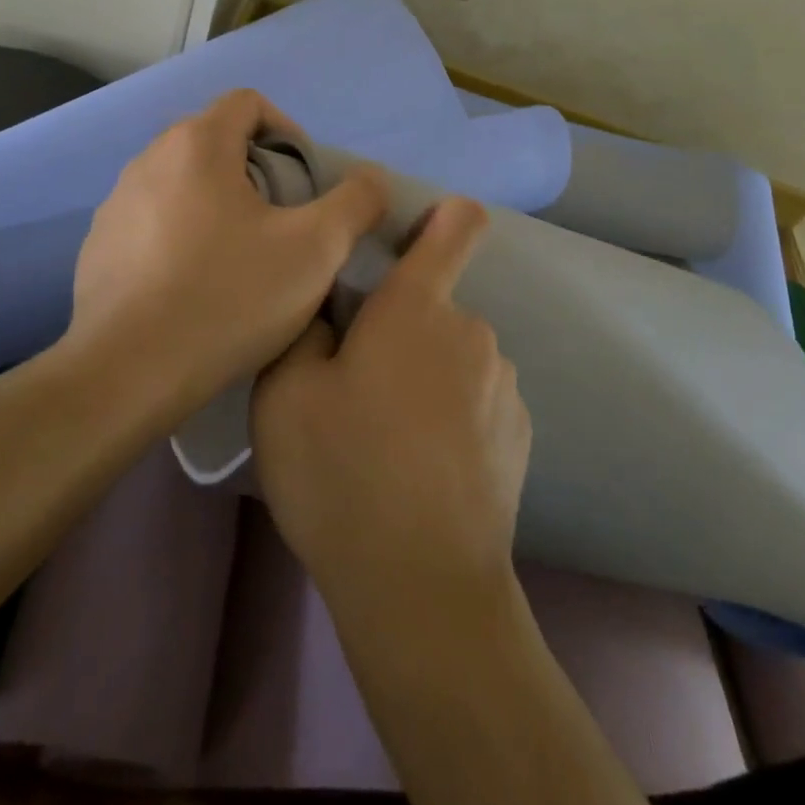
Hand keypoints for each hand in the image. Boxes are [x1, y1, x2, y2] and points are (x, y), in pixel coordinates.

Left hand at [65, 89, 387, 421]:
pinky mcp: (98, 246)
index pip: (249, 103)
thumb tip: (371, 180)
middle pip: (216, 142)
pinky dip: (182, 237)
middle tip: (283, 224)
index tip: (305, 183)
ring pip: (184, 184)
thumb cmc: (227, 298)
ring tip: (243, 260)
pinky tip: (197, 289)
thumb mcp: (315, 249)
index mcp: (197, 143)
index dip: (288, 131)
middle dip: (258, 173)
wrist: (125, 375)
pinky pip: (153, 222)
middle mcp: (148, 159)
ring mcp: (116, 204)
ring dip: (219, 206)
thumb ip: (356, 202)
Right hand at [251, 198, 531, 610]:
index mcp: (416, 308)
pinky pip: (476, 399)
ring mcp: (504, 385)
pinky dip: (451, 416)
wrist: (423, 589)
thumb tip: (332, 312)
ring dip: (423, 376)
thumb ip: (305, 328)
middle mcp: (471, 332)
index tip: (410, 235)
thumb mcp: (284, 394)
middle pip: (431, 306)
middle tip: (354, 391)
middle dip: (396, 330)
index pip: (456, 225)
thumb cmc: (343, 475)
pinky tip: (422, 472)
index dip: (443, 215)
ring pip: (451, 356)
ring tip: (385, 442)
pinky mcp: (520, 433)